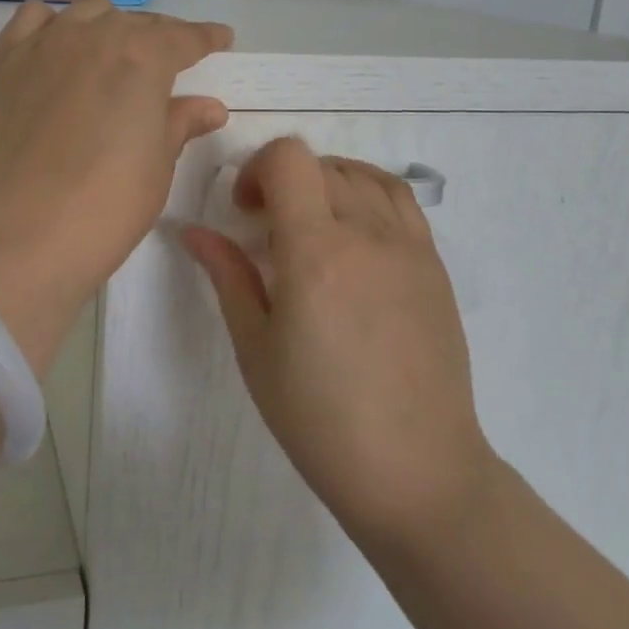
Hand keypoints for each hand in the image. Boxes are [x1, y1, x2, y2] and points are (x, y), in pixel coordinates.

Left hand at [0, 0, 232, 368]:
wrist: (21, 236)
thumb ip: (180, 124)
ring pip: (84, 14)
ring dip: (108, 26)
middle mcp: (93, 37)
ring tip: (114, 53)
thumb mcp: (157, 168)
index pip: (183, 37)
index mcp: (142, 58)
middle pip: (134, 21)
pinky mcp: (4, 65)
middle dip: (158, 37)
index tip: (221, 39)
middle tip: (169, 63)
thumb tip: (208, 107)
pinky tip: (58, 45)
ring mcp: (43, 46)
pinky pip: (31, 21)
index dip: (205, 37)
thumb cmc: (106, 207)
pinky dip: (52, 24)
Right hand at [181, 137, 495, 548]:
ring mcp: (410, 248)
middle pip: (322, 166)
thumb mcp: (256, 348)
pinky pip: (402, 203)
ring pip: (364, 177)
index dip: (256, 169)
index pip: (289, 159)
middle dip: (284, 182)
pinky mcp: (435, 267)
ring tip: (311, 228)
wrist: (414, 468)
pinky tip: (353, 239)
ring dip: (327, 184)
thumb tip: (193, 231)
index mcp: (315, 251)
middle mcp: (368, 234)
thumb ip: (228, 277)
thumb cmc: (319, 417)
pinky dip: (368, 197)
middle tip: (267, 233)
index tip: (244, 213)